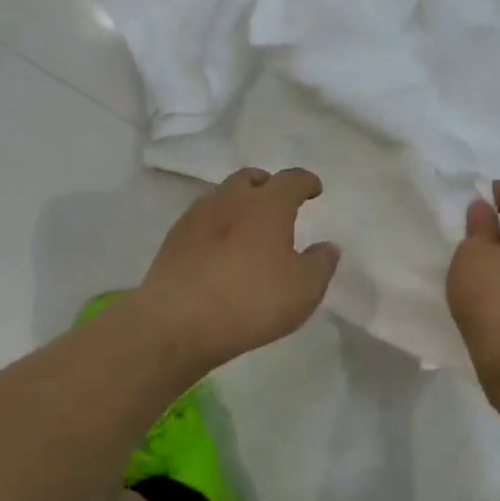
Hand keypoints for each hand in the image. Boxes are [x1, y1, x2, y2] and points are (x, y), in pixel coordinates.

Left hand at [136, 167, 339, 371]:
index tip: (314, 190)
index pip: (291, 180)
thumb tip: (326, 247)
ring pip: (222, 196)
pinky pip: (201, 220)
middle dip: (268, 185)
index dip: (306, 182)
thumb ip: (321, 263)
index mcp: (268, 205)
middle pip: (250, 178)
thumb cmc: (251, 301)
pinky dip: (217, 226)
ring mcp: (196, 217)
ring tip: (248, 226)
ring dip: (239, 203)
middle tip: (278, 203)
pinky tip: (220, 249)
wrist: (177, 322)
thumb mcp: (304, 289)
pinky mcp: (173, 240)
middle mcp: (230, 200)